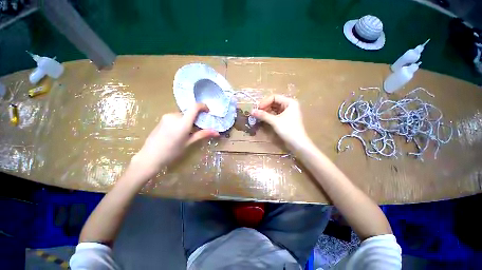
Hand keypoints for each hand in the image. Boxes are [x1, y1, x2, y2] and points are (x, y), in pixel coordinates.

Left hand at [130, 103, 218, 180]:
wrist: (150, 157)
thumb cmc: (171, 152)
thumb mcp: (188, 143)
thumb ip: (202, 134)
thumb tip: (217, 133)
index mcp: (182, 122)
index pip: (194, 107)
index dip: (203, 106)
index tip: (208, 112)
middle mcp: (174, 116)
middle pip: (190, 112)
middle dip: (196, 118)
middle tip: (200, 127)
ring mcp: (167, 116)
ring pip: (183, 115)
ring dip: (189, 120)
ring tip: (189, 132)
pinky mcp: (162, 119)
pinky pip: (176, 117)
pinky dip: (182, 121)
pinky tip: (179, 132)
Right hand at [252, 95, 310, 149]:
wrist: (298, 143)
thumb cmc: (288, 130)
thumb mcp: (275, 121)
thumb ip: (263, 115)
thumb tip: (252, 111)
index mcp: (290, 102)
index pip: (274, 97)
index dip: (265, 102)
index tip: (258, 108)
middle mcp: (289, 105)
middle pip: (274, 102)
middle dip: (265, 106)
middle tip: (257, 112)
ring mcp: (288, 112)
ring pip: (275, 108)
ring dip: (266, 111)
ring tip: (259, 115)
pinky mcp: (286, 119)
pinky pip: (276, 114)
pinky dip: (270, 115)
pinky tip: (264, 118)